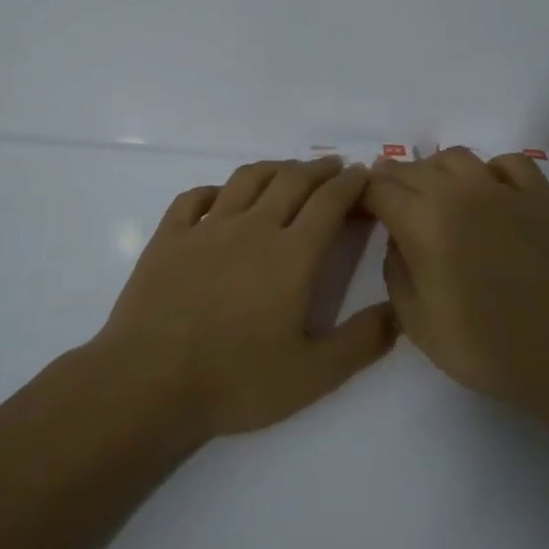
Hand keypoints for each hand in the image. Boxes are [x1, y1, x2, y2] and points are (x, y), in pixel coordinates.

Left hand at [95, 157, 397, 438]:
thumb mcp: (313, 375)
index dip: (351, 183)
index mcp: (292, 255)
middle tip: (334, 166)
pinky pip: (195, 197)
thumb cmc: (236, 380)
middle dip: (319, 169)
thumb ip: (362, 341)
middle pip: (292, 181)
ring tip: (288, 170)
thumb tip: (400, 312)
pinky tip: (221, 196)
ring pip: (247, 179)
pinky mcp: (169, 237)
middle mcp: (253, 228)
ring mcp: (207, 228)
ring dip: (274, 168)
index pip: (330, 202)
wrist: (148, 383)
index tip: (363, 175)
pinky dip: (215, 189)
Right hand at [365, 148, 548, 416]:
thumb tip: (398, 240)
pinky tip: (488, 192)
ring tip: (431, 193)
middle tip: (385, 201)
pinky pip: (508, 163)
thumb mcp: (417, 322)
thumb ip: (395, 271)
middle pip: (412, 168)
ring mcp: (503, 189)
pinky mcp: (540, 196)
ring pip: (456, 157)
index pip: (378, 189)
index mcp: (424, 221)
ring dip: (434, 170)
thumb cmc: (486, 346)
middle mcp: (459, 192)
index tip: (355, 208)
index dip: (360, 195)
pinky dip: (489, 170)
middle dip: (390, 180)